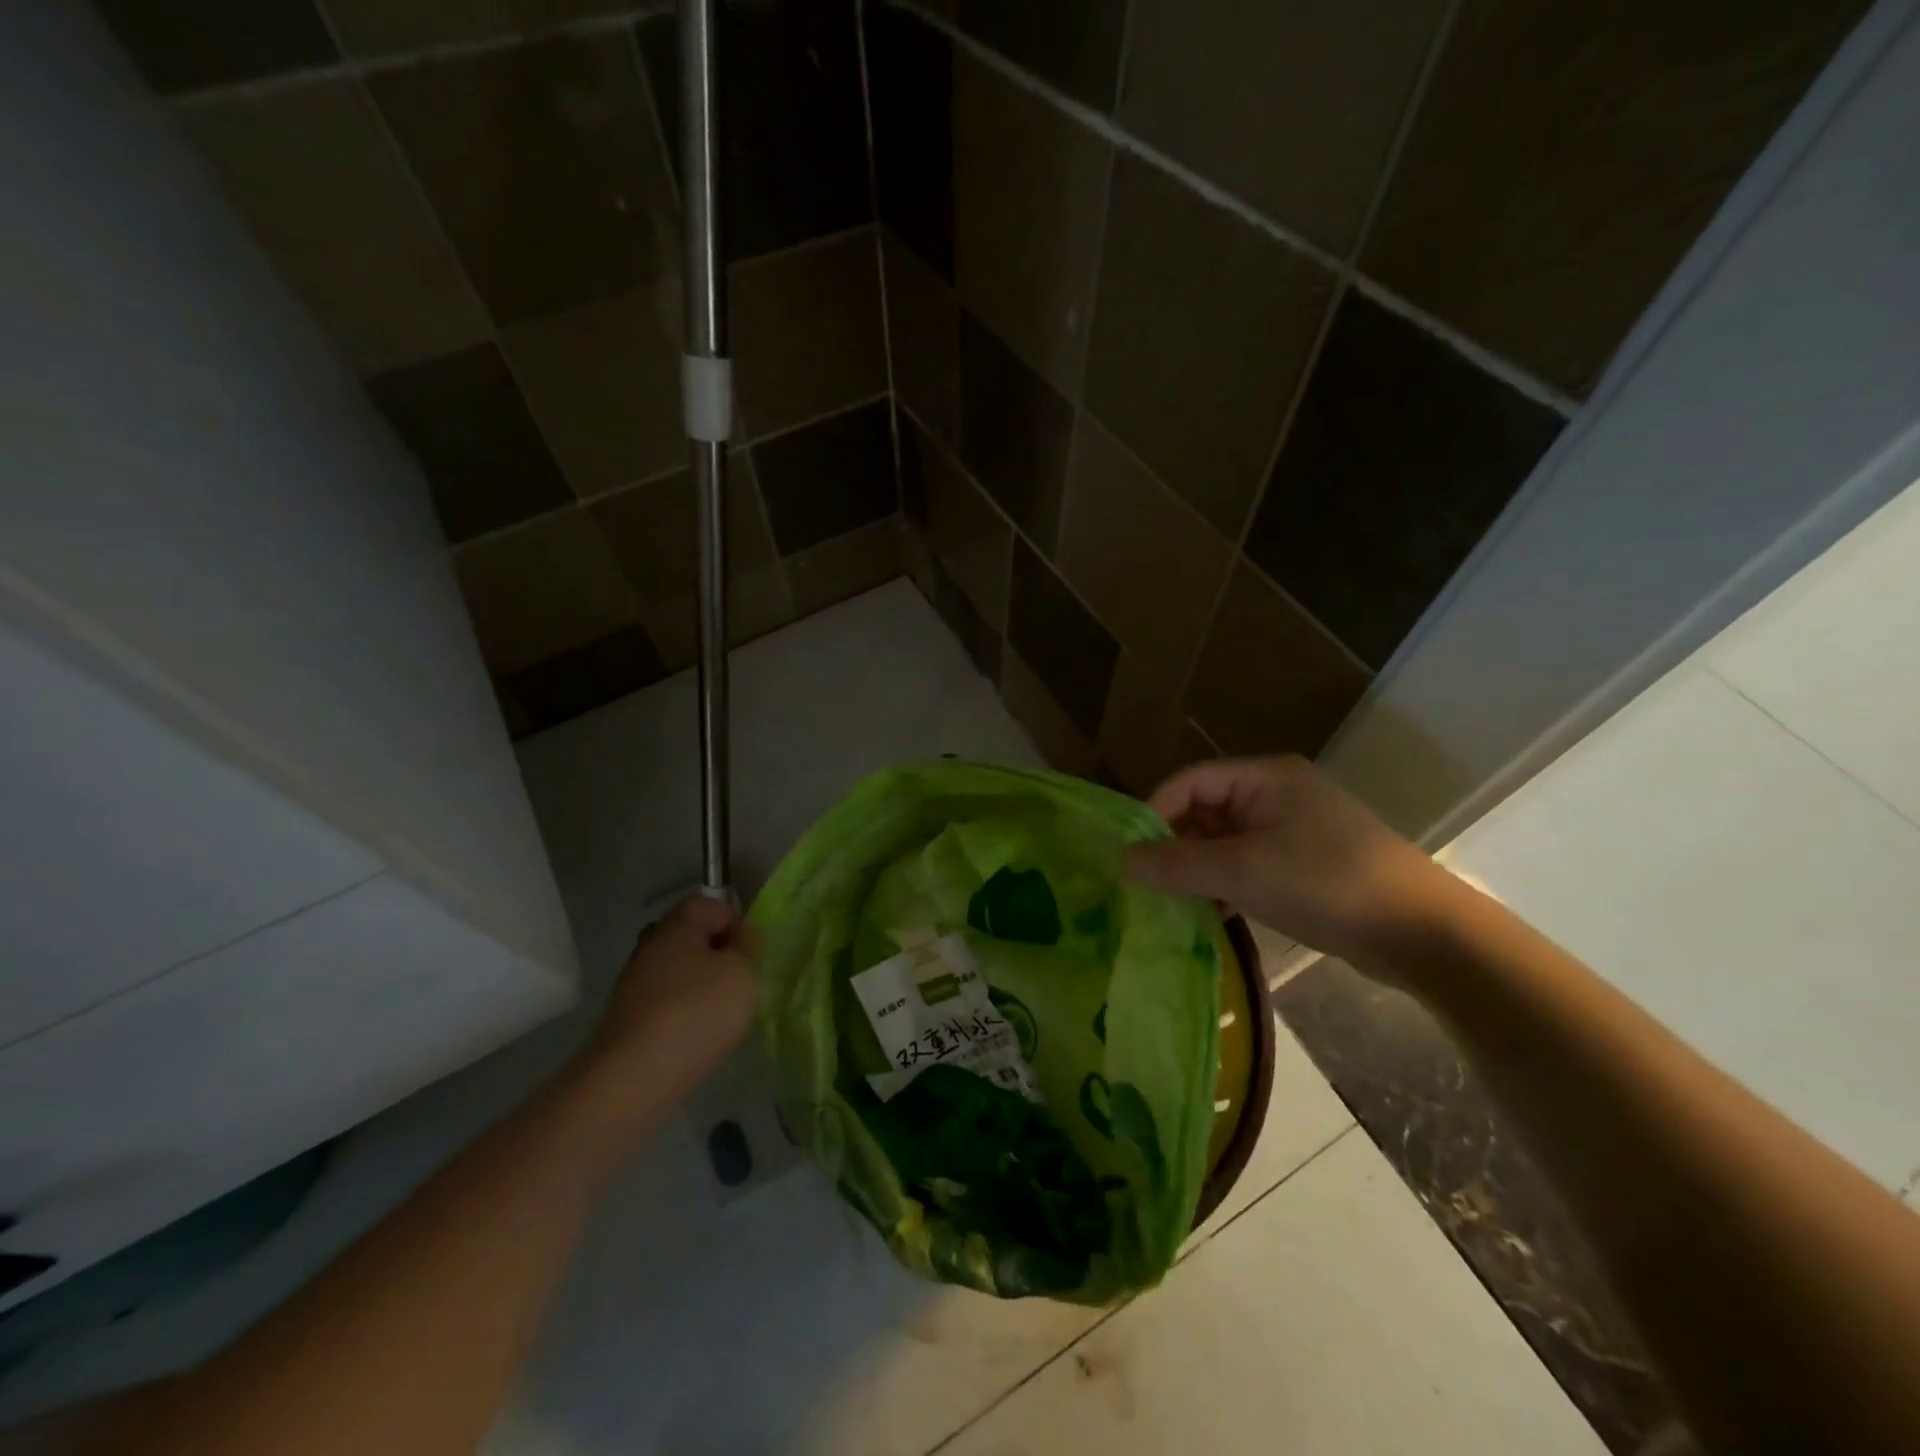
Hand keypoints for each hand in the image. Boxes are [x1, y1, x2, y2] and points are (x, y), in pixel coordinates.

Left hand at [571, 895, 756, 1120]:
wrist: (631, 1079)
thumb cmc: (696, 1012)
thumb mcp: (743, 972)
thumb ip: (746, 948)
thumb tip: (736, 941)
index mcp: (678, 923)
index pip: (714, 905)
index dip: (738, 925)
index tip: (752, 955)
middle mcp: (651, 943)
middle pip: (692, 937)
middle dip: (717, 955)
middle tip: (739, 982)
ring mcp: (633, 981)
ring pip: (678, 971)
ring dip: (699, 987)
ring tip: (720, 1017)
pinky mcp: (625, 1017)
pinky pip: (664, 1002)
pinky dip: (682, 1014)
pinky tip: (694, 1038)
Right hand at [1124, 756, 1451, 967]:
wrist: (1422, 933)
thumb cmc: (1326, 883)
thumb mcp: (1243, 871)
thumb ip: (1177, 864)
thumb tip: (1121, 862)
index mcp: (1265, 778)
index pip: (1190, 781)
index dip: (1155, 813)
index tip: (1131, 855)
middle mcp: (1278, 795)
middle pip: (1206, 810)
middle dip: (1175, 845)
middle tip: (1148, 884)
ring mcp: (1295, 831)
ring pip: (1226, 842)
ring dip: (1199, 869)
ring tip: (1173, 903)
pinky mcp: (1307, 865)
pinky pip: (1249, 865)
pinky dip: (1226, 885)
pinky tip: (1212, 914)